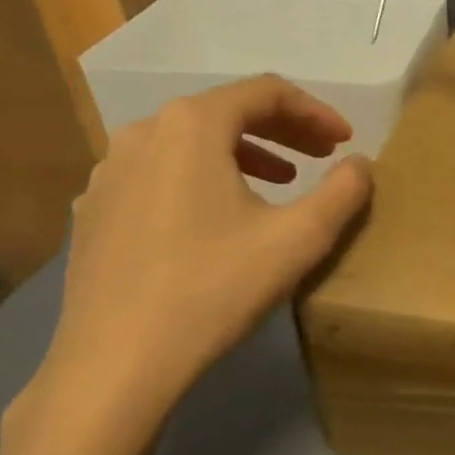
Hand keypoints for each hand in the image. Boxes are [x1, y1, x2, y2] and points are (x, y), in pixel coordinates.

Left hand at [14, 77, 370, 454]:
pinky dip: (202, 179)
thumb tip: (359, 165)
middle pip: (226, 112)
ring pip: (190, 143)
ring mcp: (109, 172)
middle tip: (323, 157)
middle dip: (283, 130)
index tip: (346, 141)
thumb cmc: (215, 288)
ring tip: (280, 184)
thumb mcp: (300, 239)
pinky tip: (219, 219)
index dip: (316, 111)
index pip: (266, 92)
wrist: (116, 362)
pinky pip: (160, 174)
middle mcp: (142, 132)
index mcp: (191, 125)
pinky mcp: (95, 211)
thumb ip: (343, 192)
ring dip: (244, 154)